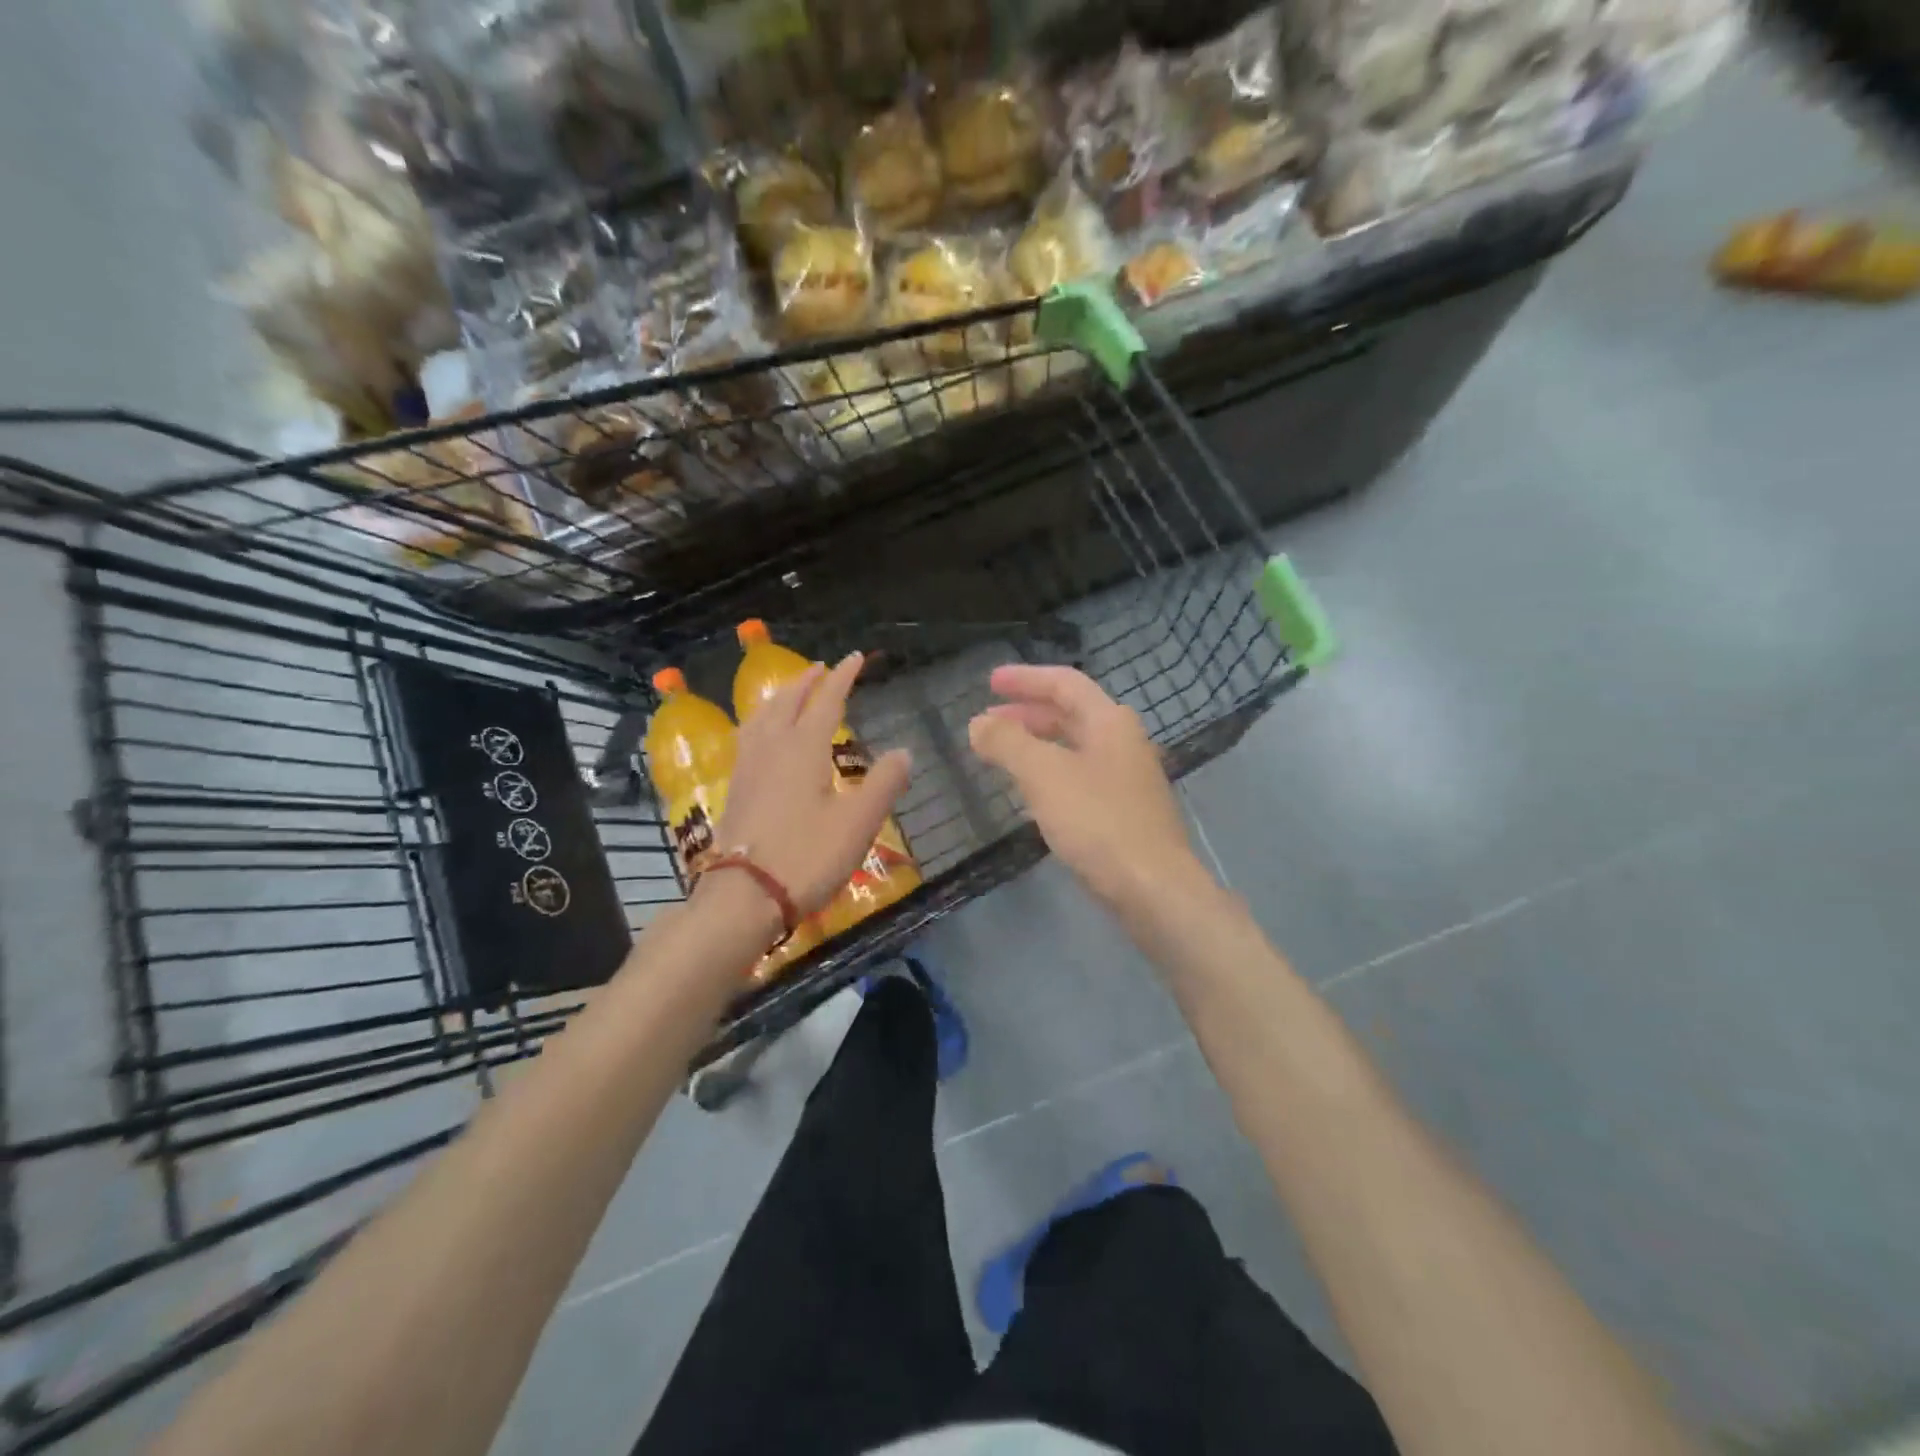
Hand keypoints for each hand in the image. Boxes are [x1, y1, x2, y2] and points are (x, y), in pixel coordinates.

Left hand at [710, 652, 910, 918]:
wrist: (745, 896)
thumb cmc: (807, 856)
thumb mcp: (858, 822)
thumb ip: (883, 783)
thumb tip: (904, 752)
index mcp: (803, 748)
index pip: (826, 701)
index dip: (843, 677)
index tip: (855, 658)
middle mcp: (772, 748)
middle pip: (787, 701)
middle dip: (806, 681)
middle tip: (821, 668)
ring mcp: (748, 768)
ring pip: (761, 716)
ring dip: (779, 697)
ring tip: (788, 692)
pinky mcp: (735, 790)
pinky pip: (748, 737)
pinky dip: (760, 721)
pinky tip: (760, 737)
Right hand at [968, 664, 1202, 908]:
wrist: (1153, 887)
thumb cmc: (1098, 821)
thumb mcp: (1044, 775)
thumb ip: (1007, 743)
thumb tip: (978, 723)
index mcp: (1109, 722)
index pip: (1064, 683)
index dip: (1025, 679)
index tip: (989, 683)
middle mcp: (1123, 742)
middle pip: (1071, 714)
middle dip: (1027, 714)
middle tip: (989, 722)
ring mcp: (1128, 779)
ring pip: (1075, 748)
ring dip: (1037, 745)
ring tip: (1003, 756)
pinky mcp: (1126, 813)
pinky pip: (1081, 779)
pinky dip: (1051, 775)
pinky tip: (1033, 796)